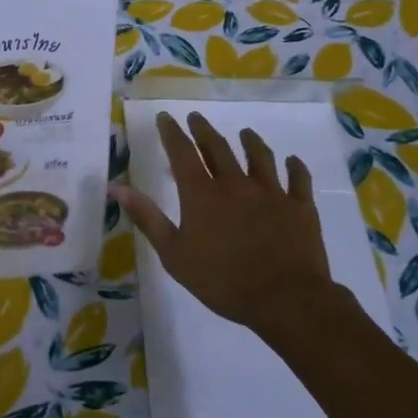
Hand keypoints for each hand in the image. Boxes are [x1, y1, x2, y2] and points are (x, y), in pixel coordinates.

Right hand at [110, 111, 342, 341]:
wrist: (285, 300)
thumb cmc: (223, 281)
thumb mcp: (174, 255)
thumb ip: (147, 218)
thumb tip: (117, 188)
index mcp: (203, 194)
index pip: (183, 153)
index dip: (172, 132)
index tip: (166, 117)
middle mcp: (236, 184)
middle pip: (218, 148)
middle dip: (204, 131)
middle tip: (196, 118)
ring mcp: (272, 192)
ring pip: (260, 156)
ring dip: (250, 142)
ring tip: (245, 133)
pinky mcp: (300, 206)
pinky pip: (299, 179)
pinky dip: (296, 168)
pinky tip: (293, 162)